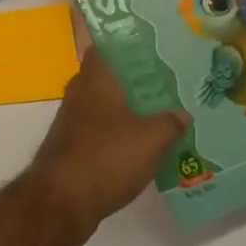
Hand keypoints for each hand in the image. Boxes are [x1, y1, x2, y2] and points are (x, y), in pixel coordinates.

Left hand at [25, 48, 190, 239]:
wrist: (62, 200)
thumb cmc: (107, 158)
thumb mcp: (151, 140)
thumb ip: (170, 123)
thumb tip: (182, 113)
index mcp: (95, 79)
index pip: (105, 47)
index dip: (126, 44)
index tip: (152, 46)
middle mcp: (79, 93)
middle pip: (108, 77)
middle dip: (134, 79)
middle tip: (168, 81)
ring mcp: (72, 120)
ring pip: (104, 104)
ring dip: (128, 108)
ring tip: (162, 111)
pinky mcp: (72, 145)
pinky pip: (100, 129)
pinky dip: (119, 132)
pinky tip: (142, 143)